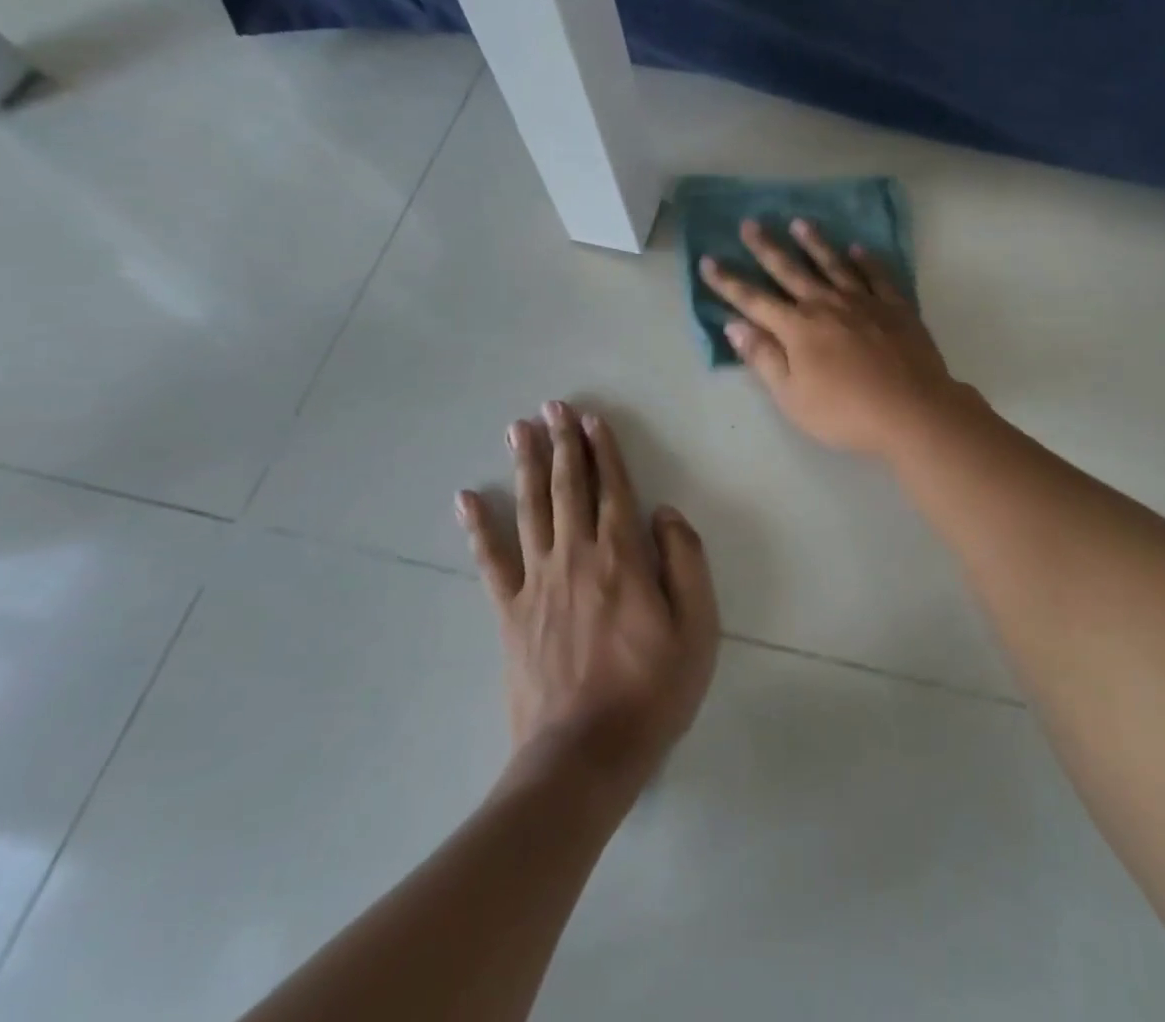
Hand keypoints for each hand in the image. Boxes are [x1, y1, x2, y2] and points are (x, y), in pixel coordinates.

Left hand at [456, 402, 718, 798]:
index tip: (591, 419)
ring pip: (531, 510)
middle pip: (569, 488)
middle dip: (562, 444)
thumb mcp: (698, 628)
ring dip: (526, 466)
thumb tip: (665, 514)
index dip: (603, 451)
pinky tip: (466, 498)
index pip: (613, 490)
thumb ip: (686, 563)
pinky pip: (491, 561)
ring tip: (517, 430)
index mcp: (623, 558)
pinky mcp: (509, 613)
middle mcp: (577, 557)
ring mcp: (537, 583)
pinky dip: (478, 527)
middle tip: (552, 407)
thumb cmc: (652, 691)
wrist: (584, 757)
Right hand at [699, 219, 967, 458]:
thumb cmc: (845, 412)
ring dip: (814, 243)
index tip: (708, 261)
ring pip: (833, 264)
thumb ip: (764, 358)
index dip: (728, 282)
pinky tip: (858, 249)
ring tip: (800, 223)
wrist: (912, 411)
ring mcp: (864, 302)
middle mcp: (827, 305)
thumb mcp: (792, 396)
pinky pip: (877, 276)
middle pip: (790, 270)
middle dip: (766, 247)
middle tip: (750, 223)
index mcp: (798, 328)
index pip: (754, 300)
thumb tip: (735, 325)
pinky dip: (866, 261)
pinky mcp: (896, 307)